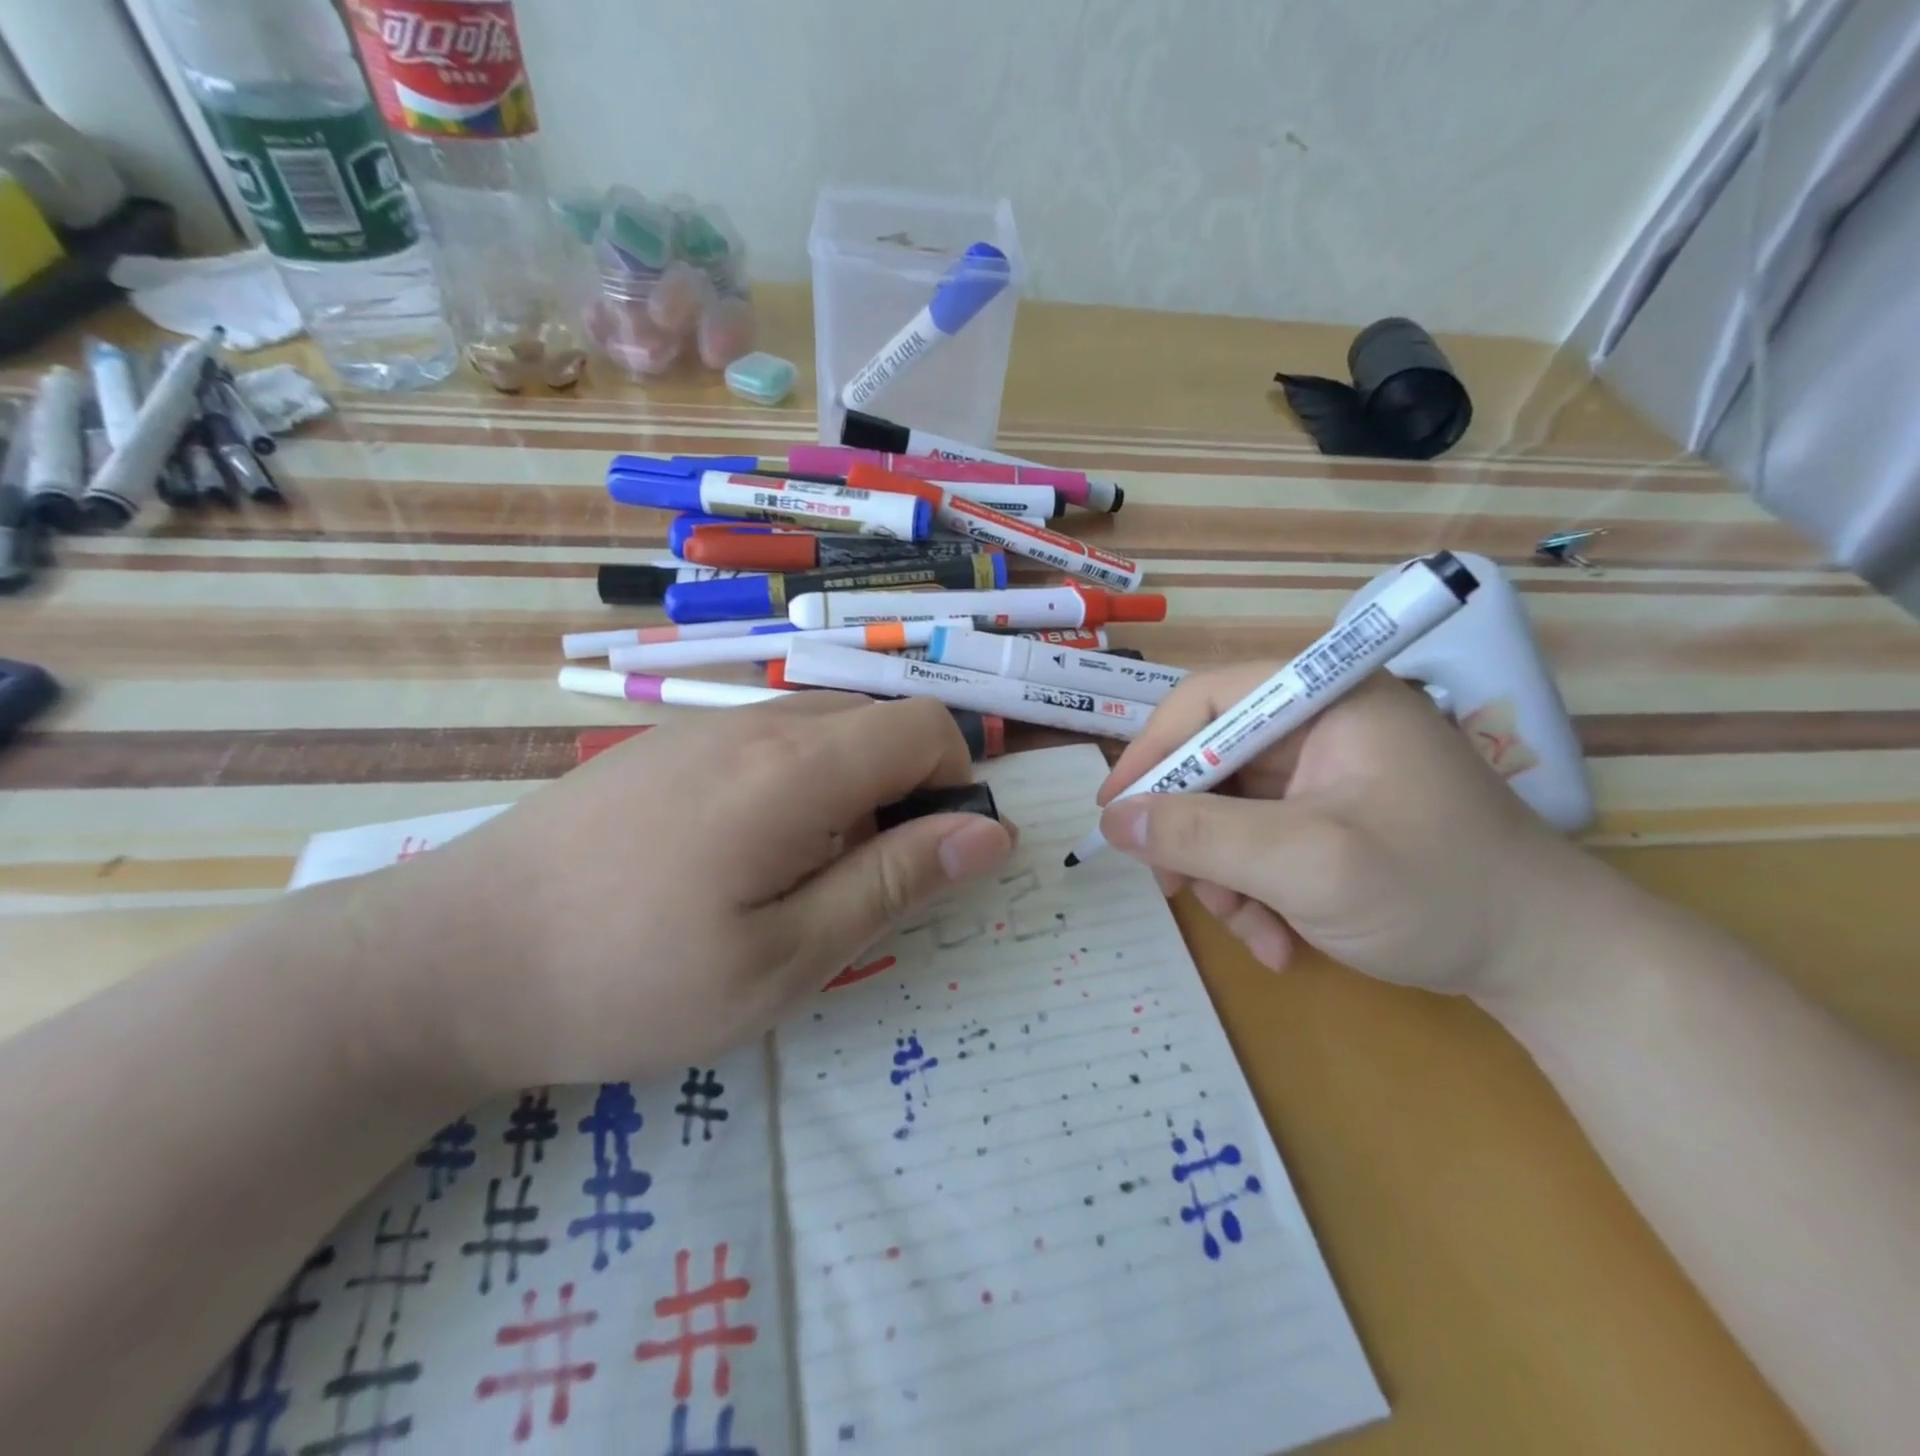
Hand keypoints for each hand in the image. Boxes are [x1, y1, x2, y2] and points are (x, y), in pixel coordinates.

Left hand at [377, 694, 1015, 1092]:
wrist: (447, 959)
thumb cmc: (627, 979)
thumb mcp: (783, 959)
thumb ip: (894, 883)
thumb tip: (991, 833)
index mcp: (795, 767)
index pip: (926, 728)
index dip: (955, 787)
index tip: (930, 862)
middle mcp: (756, 723)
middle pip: (879, 723)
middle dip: (904, 793)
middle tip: (860, 886)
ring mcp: (704, 727)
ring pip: (825, 730)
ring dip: (850, 792)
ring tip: (797, 880)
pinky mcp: (667, 745)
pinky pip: (770, 742)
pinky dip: (798, 786)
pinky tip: (737, 858)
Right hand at [1095, 669, 1591, 994]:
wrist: (1552, 964)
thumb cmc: (1436, 892)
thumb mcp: (1306, 862)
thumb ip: (1201, 834)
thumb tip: (1113, 817)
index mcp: (1326, 698)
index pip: (1208, 700)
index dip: (1152, 752)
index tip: (1114, 811)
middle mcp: (1322, 725)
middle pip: (1213, 763)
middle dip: (1194, 834)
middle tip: (1179, 890)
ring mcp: (1328, 774)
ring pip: (1230, 811)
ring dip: (1225, 875)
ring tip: (1250, 930)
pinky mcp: (1332, 817)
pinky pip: (1261, 842)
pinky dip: (1256, 890)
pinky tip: (1279, 940)